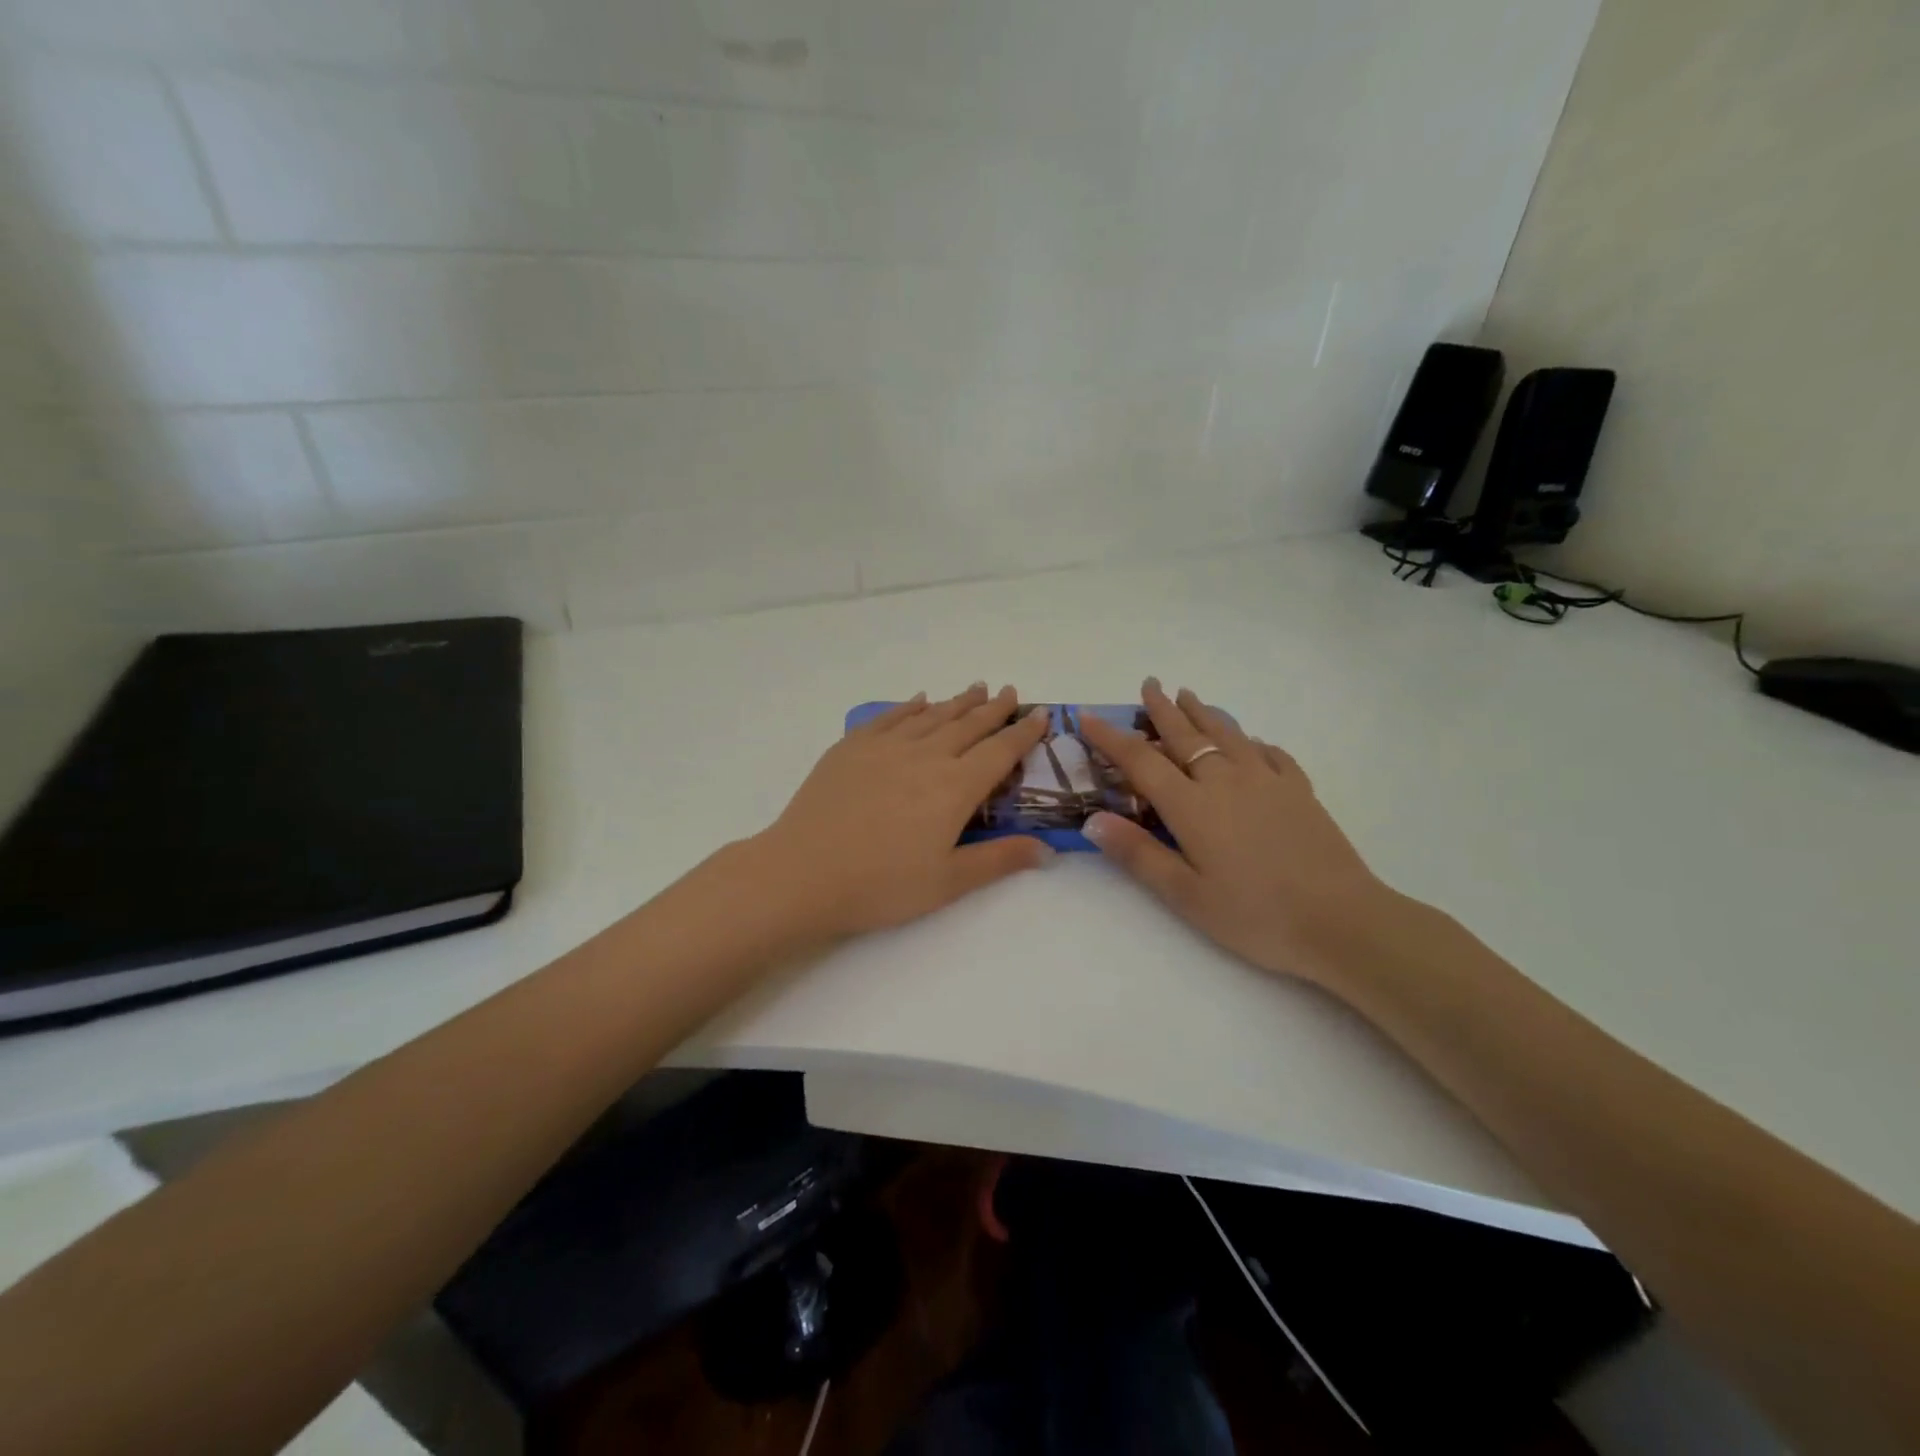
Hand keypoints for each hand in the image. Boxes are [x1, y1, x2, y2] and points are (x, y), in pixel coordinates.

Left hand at [754, 684, 1053, 940]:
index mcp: (954, 787)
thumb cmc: (881, 885)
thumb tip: (1048, 849)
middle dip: (993, 709)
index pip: (999, 752)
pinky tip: (919, 699)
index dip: (1024, 733)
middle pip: (968, 725)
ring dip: (957, 701)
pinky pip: (890, 717)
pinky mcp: (852, 747)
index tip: (1041, 714)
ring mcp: (885, 747)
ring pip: (931, 715)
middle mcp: (925, 756)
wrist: (803, 872)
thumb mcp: (948, 881)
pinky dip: (910, 706)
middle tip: (1010, 692)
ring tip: (976, 688)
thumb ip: (999, 860)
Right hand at [1078, 679, 1391, 987]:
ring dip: (1204, 713)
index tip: (1089, 717)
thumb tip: (1092, 819)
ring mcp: (1267, 780)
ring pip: (1227, 734)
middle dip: (1162, 709)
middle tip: (1149, 684)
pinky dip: (1252, 742)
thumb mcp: (1185, 895)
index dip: (1111, 738)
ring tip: (1189, 696)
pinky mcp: (1299, 790)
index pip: (1141, 760)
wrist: (1341, 920)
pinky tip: (1251, 743)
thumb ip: (1138, 854)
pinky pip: (1270, 753)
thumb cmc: (1254, 914)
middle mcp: (1225, 780)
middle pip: (1185, 735)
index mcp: (1191, 805)